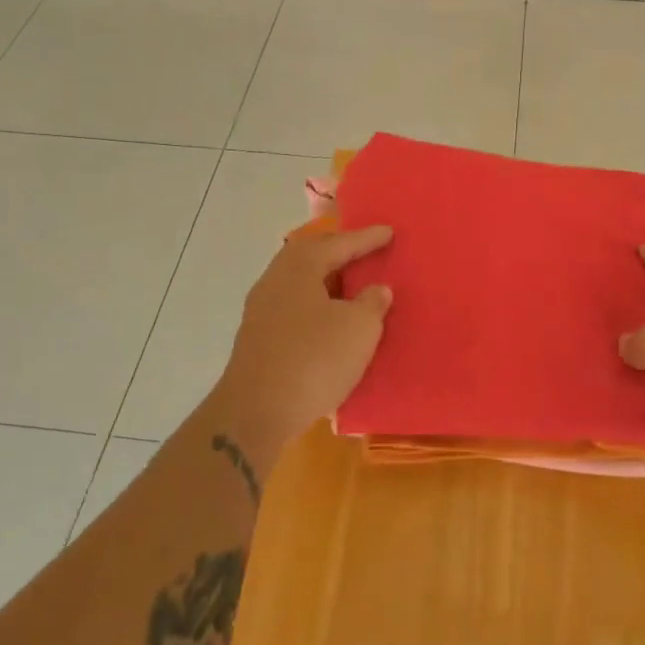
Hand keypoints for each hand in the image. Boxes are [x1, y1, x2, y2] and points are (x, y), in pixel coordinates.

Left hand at [213, 225, 394, 470]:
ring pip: (300, 284)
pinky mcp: (258, 338)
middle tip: (366, 252)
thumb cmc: (314, 359)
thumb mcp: (359, 328)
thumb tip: (376, 289)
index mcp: (299, 267)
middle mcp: (275, 280)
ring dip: (327, 282)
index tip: (389, 232)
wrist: (256, 412)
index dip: (366, 238)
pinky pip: (294, 307)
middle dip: (340, 253)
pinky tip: (330, 321)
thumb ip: (372, 303)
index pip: (339, 243)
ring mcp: (261, 310)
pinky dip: (316, 306)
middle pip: (311, 257)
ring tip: (352, 286)